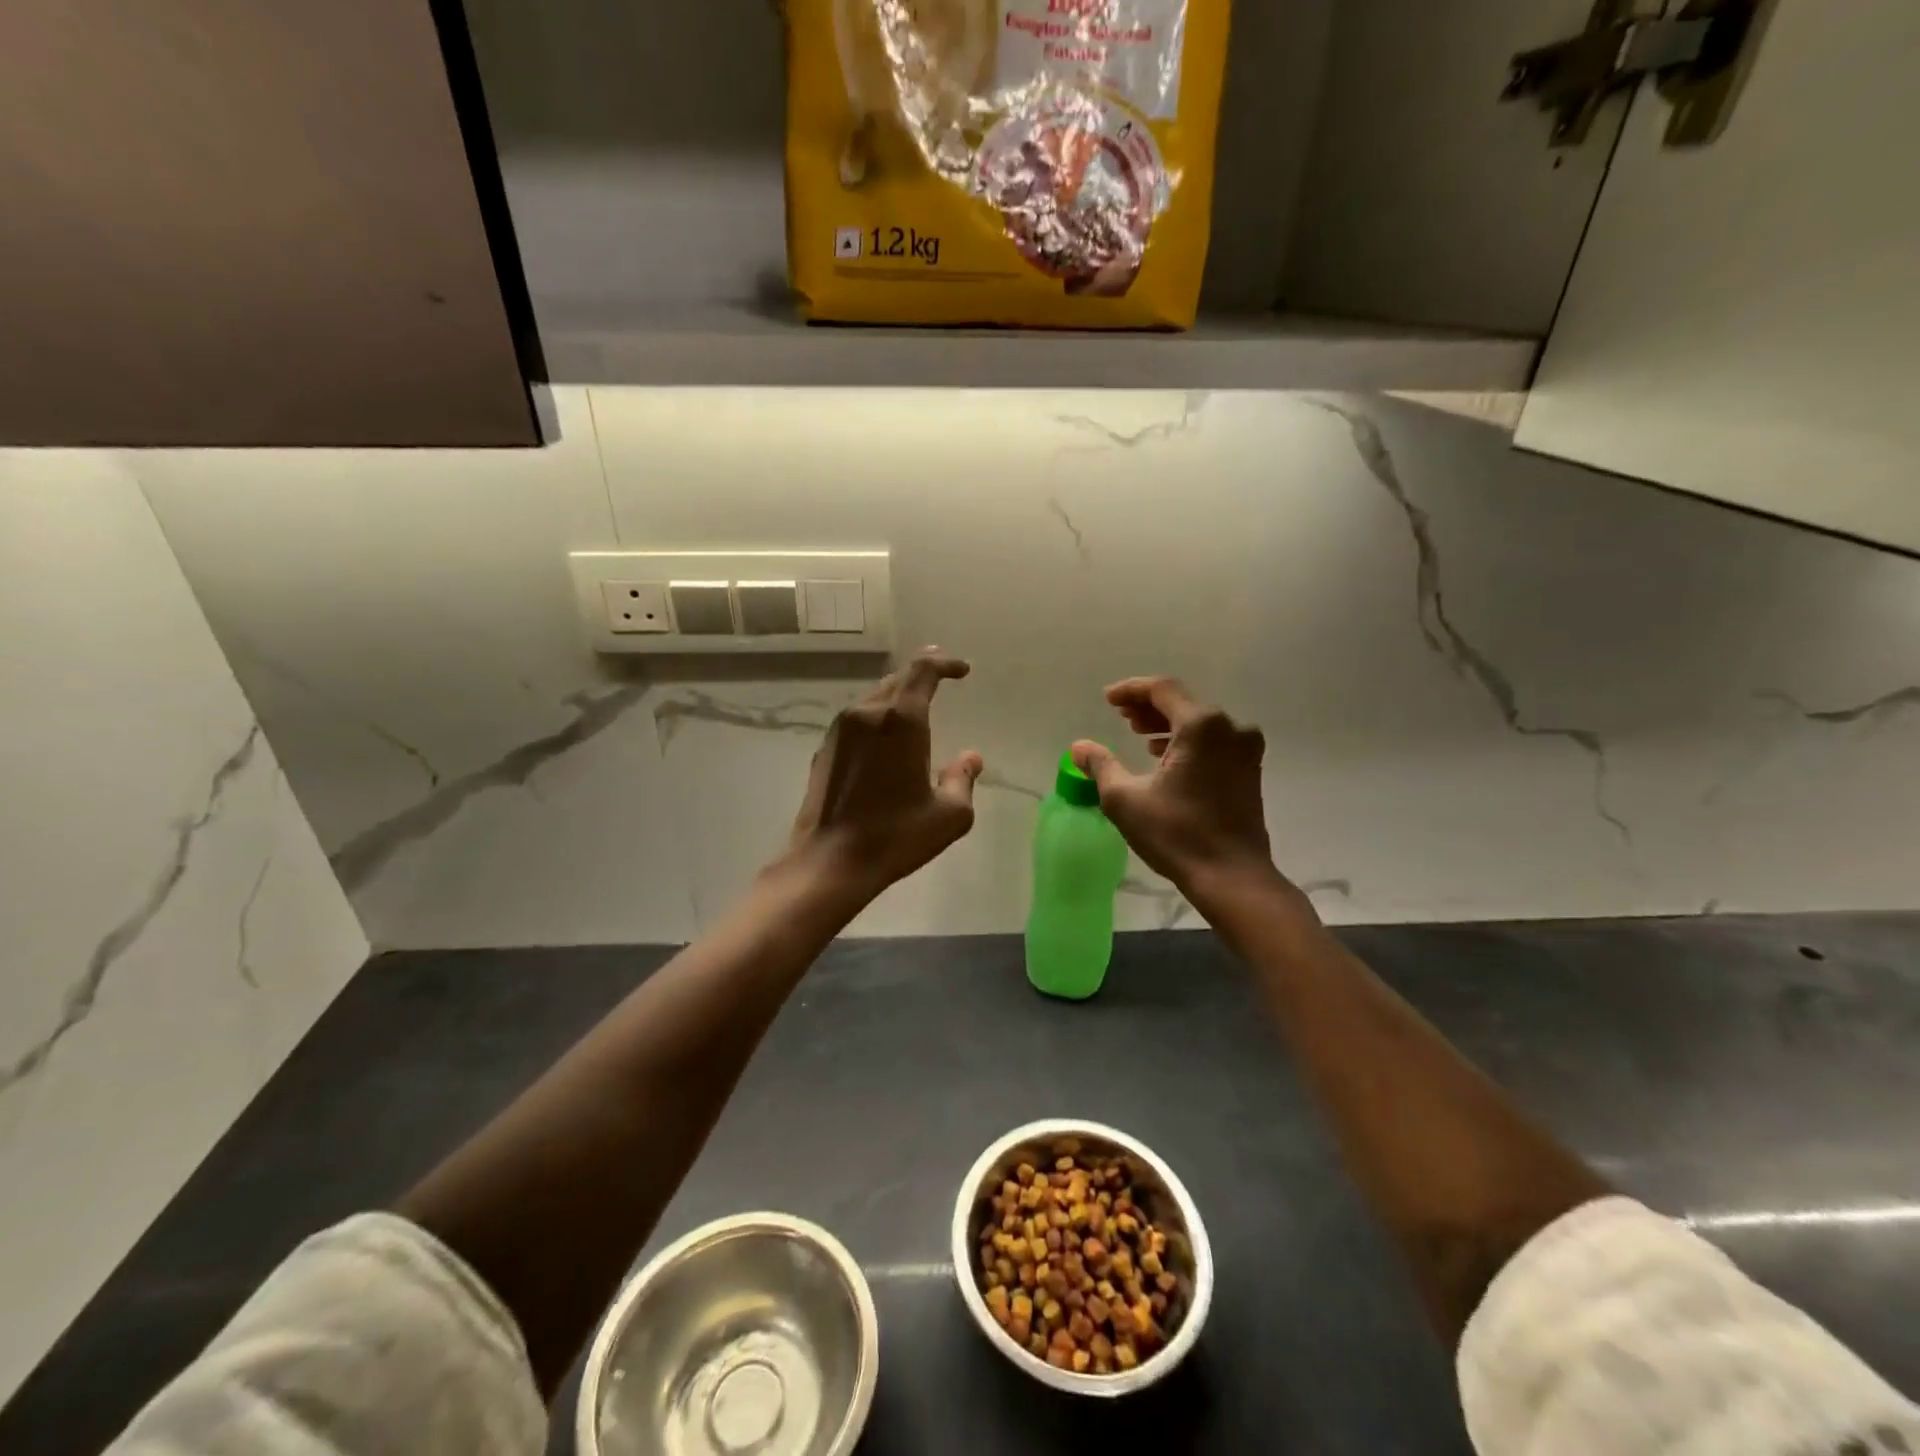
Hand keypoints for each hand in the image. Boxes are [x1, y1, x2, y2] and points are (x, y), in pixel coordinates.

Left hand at [788, 648, 983, 897]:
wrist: (829, 862)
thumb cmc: (895, 837)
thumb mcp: (949, 815)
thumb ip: (963, 778)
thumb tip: (971, 757)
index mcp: (900, 721)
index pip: (923, 670)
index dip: (944, 662)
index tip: (962, 670)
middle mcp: (866, 714)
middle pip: (897, 679)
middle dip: (922, 676)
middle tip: (942, 678)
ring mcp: (840, 730)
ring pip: (874, 698)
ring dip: (897, 697)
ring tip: (915, 710)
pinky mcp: (824, 749)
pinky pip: (856, 720)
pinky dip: (876, 718)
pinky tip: (884, 740)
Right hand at [1073, 678, 1278, 900]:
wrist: (1231, 876)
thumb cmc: (1176, 834)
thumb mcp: (1125, 799)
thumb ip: (1101, 765)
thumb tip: (1079, 747)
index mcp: (1201, 726)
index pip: (1162, 689)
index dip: (1131, 690)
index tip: (1107, 700)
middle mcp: (1229, 728)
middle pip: (1182, 703)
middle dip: (1148, 707)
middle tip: (1119, 716)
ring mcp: (1245, 749)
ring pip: (1199, 722)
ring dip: (1166, 724)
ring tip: (1138, 735)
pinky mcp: (1250, 770)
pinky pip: (1214, 740)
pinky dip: (1186, 740)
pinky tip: (1165, 756)